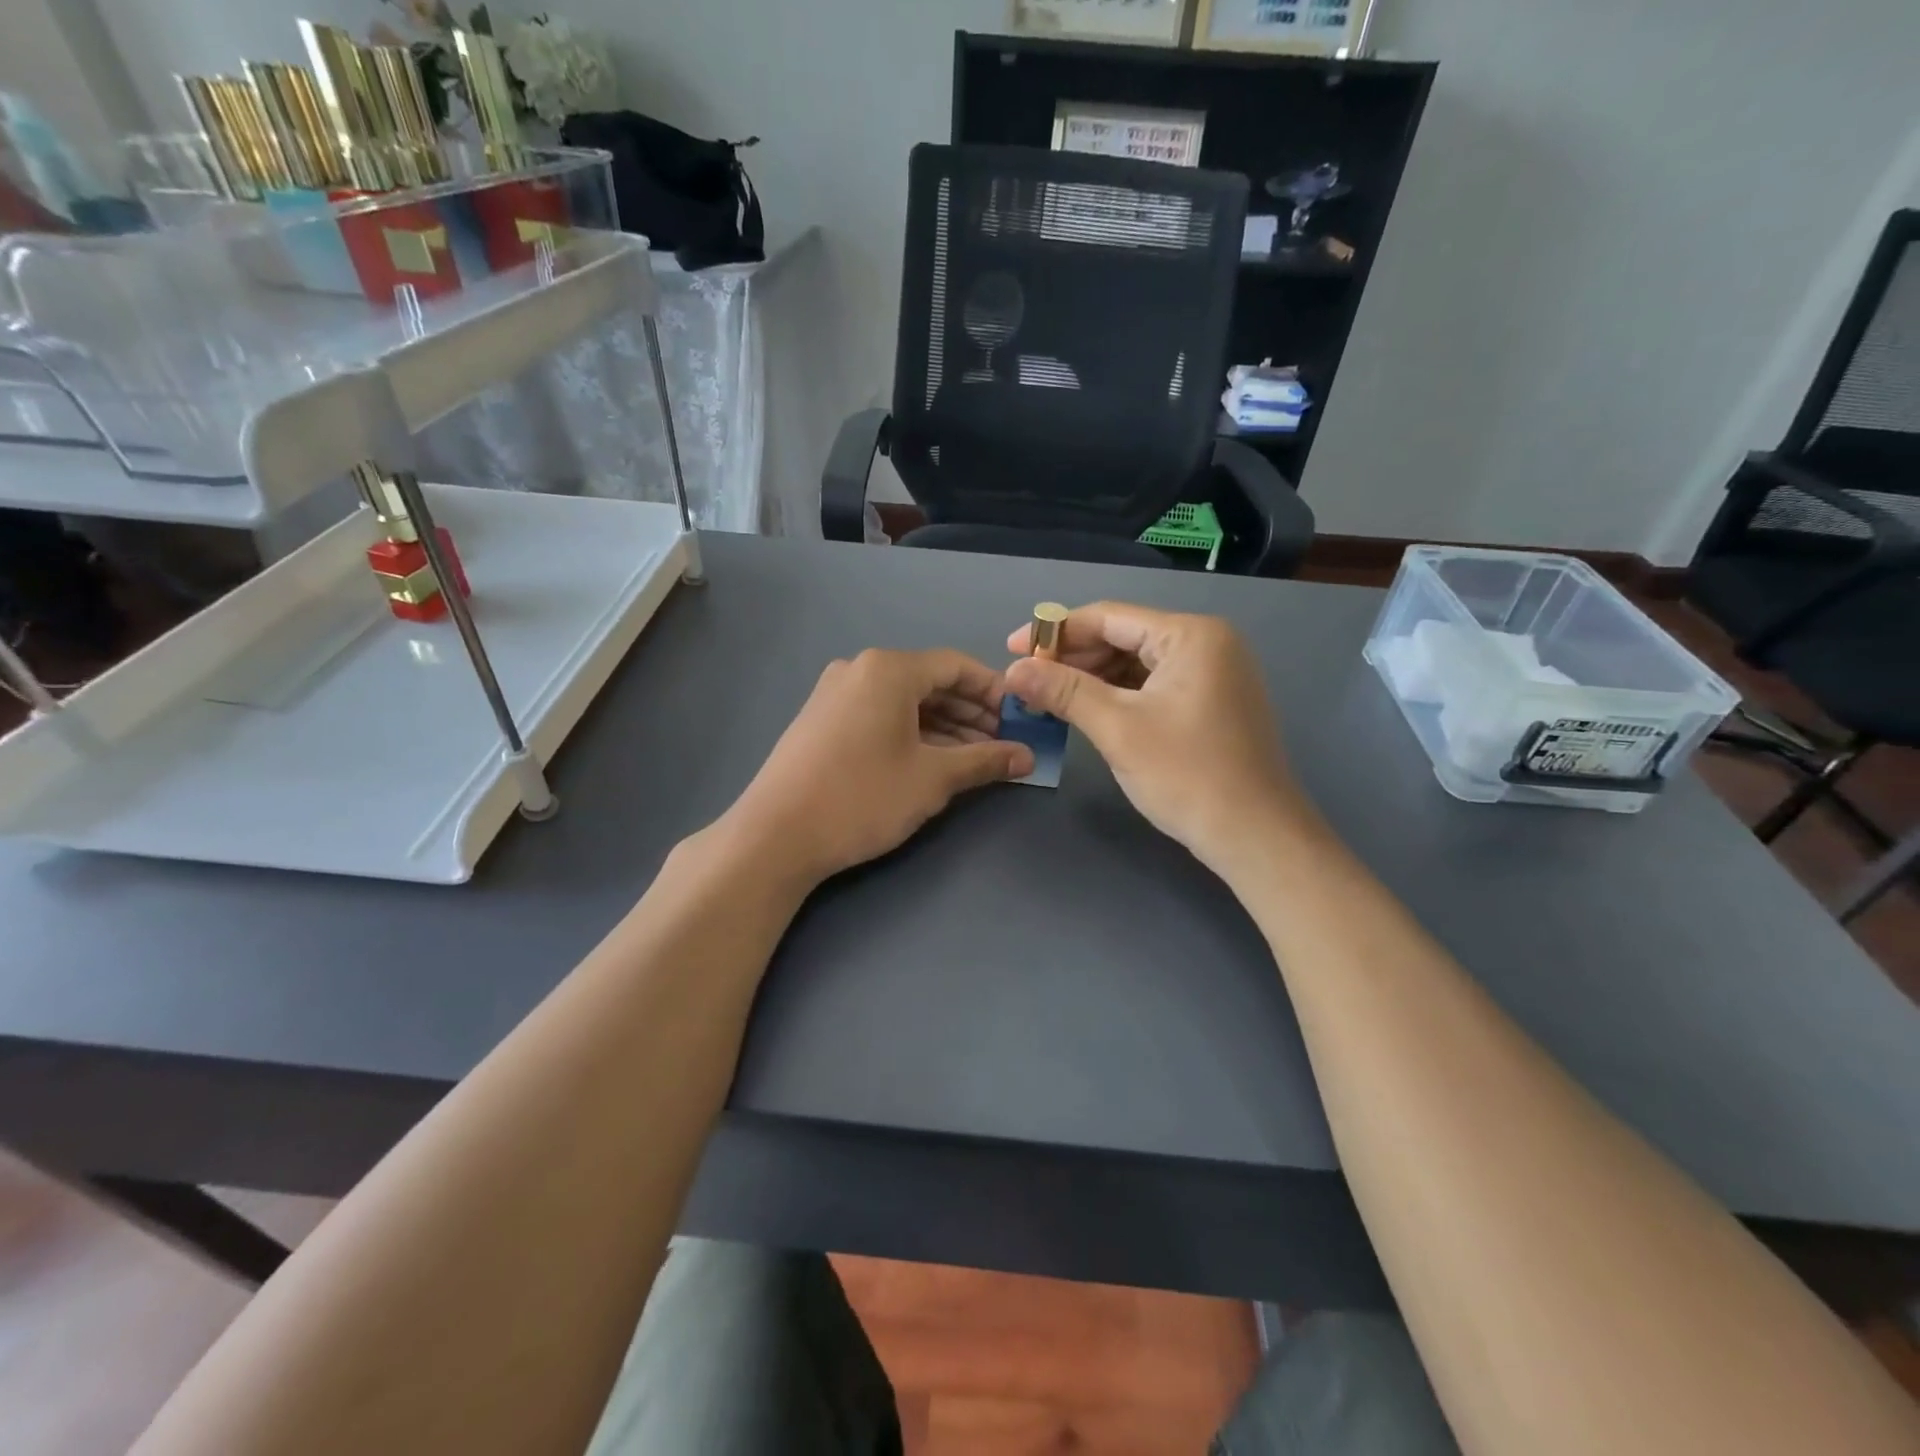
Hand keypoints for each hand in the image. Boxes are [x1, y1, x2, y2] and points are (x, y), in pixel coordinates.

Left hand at [727, 648, 1033, 884]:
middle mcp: (859, 669)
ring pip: (904, 702)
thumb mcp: (933, 779)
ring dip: (944, 726)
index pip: (956, 666)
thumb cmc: (862, 797)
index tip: (1021, 719)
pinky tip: (932, 761)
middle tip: (1003, 744)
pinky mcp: (821, 720)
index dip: (994, 691)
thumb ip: (985, 761)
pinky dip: (911, 733)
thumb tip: (1027, 756)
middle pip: (930, 682)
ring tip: (975, 759)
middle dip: (971, 713)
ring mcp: (835, 694)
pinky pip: (879, 715)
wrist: (775, 835)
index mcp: (888, 669)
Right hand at [1003, 603, 1309, 872]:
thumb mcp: (1118, 729)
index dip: (1055, 632)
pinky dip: (1119, 695)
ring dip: (1093, 678)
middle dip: (1073, 658)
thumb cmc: (1187, 776)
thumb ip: (1064, 691)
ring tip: (1049, 697)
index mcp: (1190, 635)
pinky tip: (1088, 710)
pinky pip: (1154, 685)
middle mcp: (1207, 643)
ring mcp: (1214, 673)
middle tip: (1028, 680)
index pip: (1109, 617)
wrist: (1255, 836)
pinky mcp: (1212, 702)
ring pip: (1138, 663)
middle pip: (1124, 636)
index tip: (1012, 649)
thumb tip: (1013, 670)